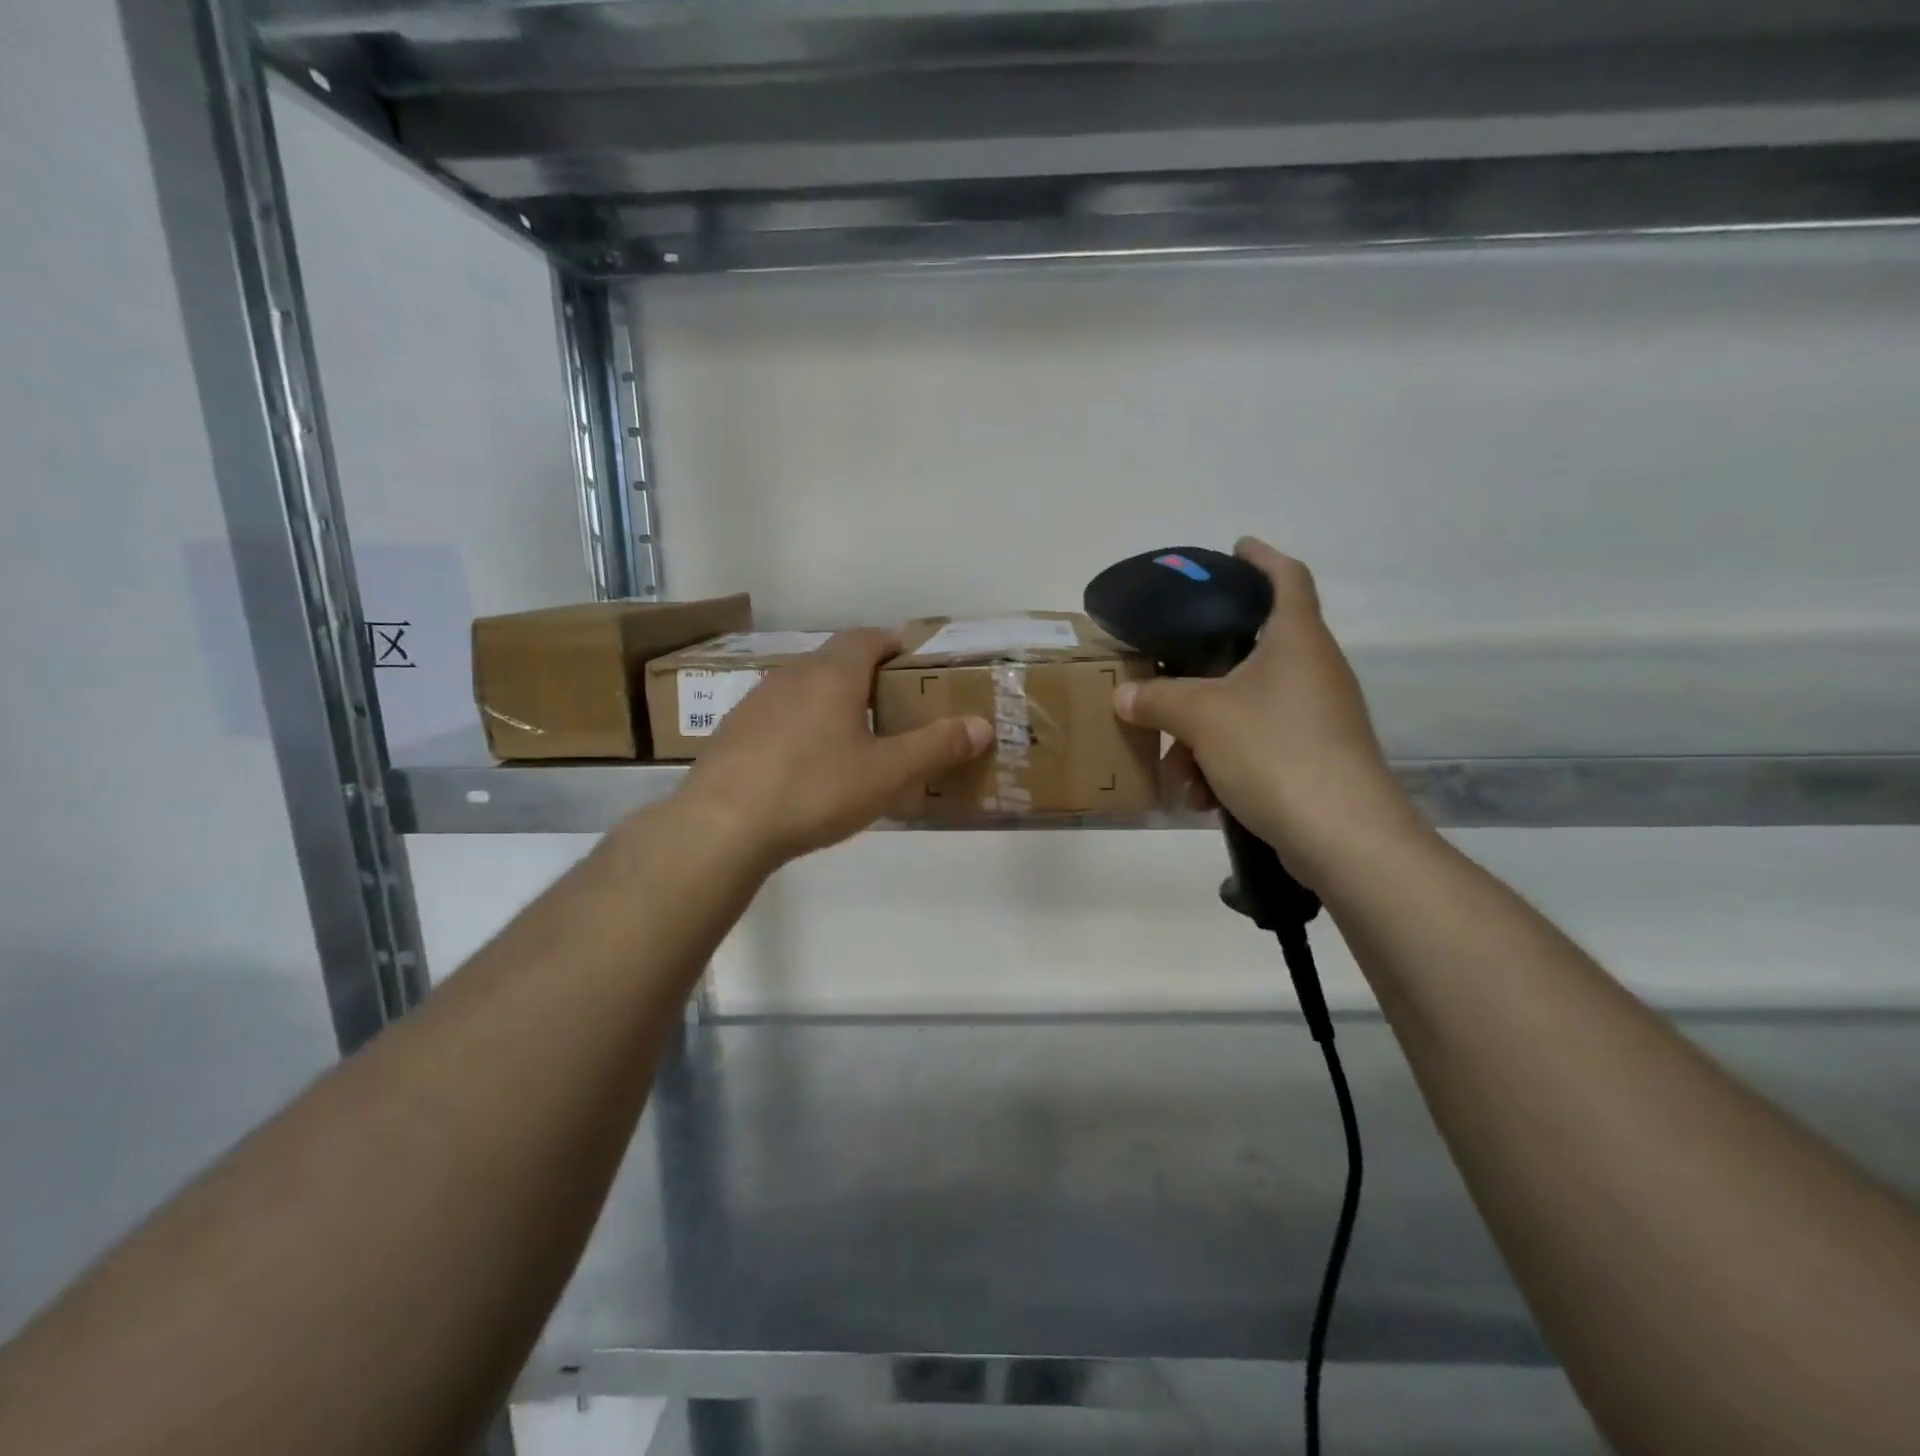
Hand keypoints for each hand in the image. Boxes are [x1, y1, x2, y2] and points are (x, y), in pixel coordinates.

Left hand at [678, 629, 990, 872]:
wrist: (722, 826)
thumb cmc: (814, 789)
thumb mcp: (886, 773)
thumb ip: (936, 747)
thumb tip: (982, 725)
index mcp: (832, 674)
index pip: (867, 637)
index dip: (894, 643)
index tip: (915, 663)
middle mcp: (791, 676)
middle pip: (836, 660)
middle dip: (867, 675)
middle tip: (894, 706)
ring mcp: (756, 702)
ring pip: (804, 688)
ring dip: (832, 701)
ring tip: (854, 737)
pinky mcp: (733, 732)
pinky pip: (779, 716)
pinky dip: (801, 726)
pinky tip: (806, 765)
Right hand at [1114, 538, 1424, 887]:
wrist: (1342, 835)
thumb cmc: (1274, 751)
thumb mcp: (1201, 717)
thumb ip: (1158, 699)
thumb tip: (1124, 695)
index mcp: (1296, 640)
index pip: (1286, 577)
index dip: (1261, 557)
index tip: (1234, 548)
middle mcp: (1312, 670)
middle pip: (1252, 651)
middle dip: (1201, 674)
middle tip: (1165, 676)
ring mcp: (1316, 717)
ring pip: (1245, 708)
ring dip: (1203, 735)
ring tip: (1175, 771)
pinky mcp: (1313, 758)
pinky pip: (1256, 745)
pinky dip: (1223, 763)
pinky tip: (1198, 797)